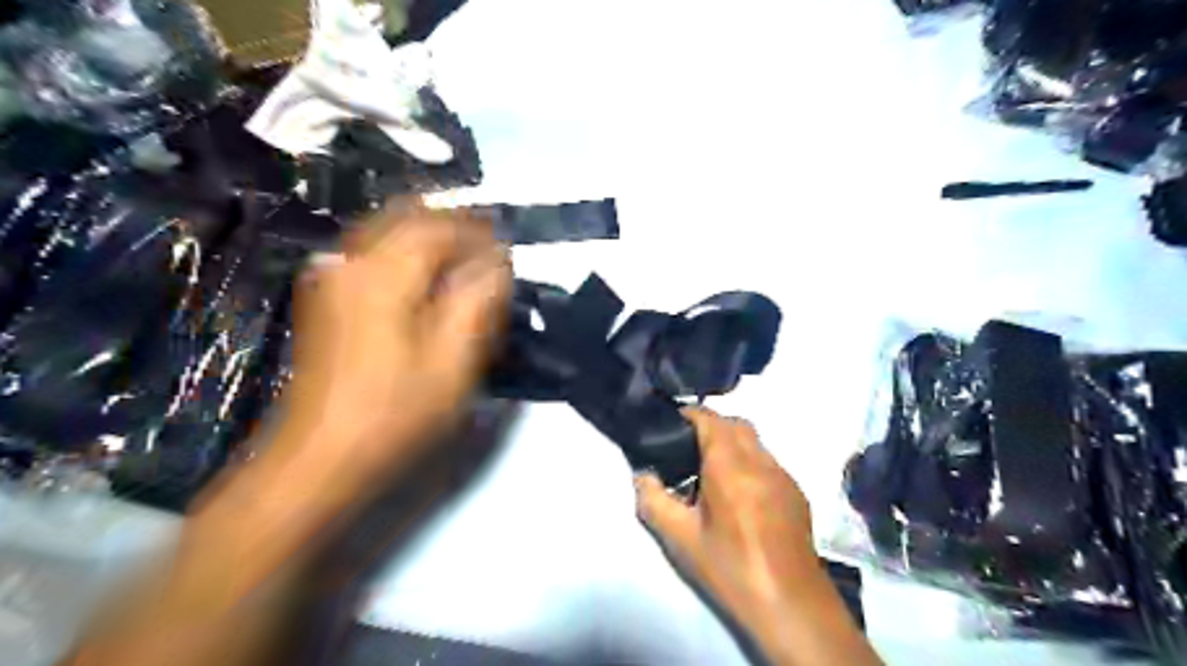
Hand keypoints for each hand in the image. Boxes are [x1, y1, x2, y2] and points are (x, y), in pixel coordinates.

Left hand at [276, 205, 511, 481]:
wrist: (319, 457)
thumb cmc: (395, 412)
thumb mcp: (454, 360)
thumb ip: (480, 301)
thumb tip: (499, 262)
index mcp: (383, 272)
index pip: (440, 226)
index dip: (480, 231)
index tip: (508, 249)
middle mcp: (350, 260)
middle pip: (408, 217)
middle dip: (453, 227)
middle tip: (488, 253)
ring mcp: (330, 276)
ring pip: (387, 231)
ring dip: (430, 240)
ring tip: (463, 266)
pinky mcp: (325, 297)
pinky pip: (371, 253)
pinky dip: (406, 255)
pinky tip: (426, 283)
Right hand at [636, 406, 821, 619]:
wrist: (789, 603)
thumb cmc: (730, 567)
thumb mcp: (681, 538)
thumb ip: (654, 501)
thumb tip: (641, 476)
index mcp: (730, 465)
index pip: (711, 419)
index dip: (690, 415)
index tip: (672, 424)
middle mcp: (760, 461)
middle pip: (736, 423)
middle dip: (712, 425)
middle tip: (688, 447)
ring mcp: (783, 476)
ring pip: (756, 441)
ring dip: (734, 443)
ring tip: (713, 470)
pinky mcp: (797, 493)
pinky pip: (769, 462)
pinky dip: (751, 462)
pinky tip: (741, 494)